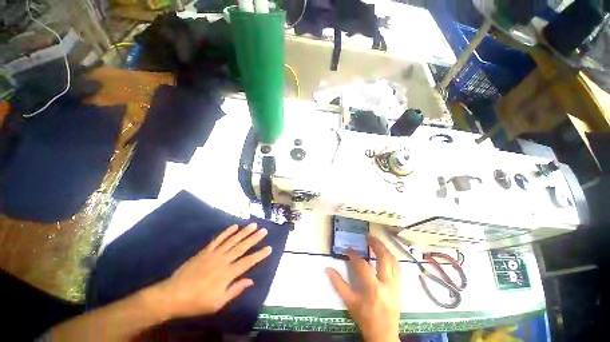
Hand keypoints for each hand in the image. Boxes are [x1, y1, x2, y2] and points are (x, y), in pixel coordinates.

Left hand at [145, 223, 271, 320]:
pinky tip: (234, 226)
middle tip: (264, 230)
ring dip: (244, 232)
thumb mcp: (218, 302)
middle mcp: (223, 260)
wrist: (173, 295)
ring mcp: (214, 253)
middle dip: (254, 238)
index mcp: (227, 273)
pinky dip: (227, 232)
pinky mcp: (205, 251)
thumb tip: (251, 281)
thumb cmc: (197, 302)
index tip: (269, 248)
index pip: (248, 262)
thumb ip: (235, 289)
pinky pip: (218, 239)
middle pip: (242, 247)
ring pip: (232, 240)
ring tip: (253, 225)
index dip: (259, 255)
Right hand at [325, 235, 400, 341]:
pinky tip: (385, 253)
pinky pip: (398, 268)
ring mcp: (396, 286)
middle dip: (376, 245)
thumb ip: (338, 284)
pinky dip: (391, 258)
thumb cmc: (365, 318)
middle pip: (384, 259)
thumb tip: (327, 268)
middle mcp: (387, 285)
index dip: (355, 256)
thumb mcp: (350, 302)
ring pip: (393, 262)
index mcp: (373, 290)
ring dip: (384, 249)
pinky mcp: (399, 287)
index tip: (348, 250)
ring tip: (376, 241)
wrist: (383, 334)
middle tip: (367, 236)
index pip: (363, 266)